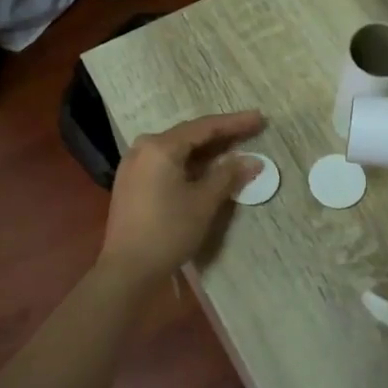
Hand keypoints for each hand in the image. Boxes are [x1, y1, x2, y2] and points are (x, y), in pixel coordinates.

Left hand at [98, 111, 263, 287]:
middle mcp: (143, 148)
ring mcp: (134, 165)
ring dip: (206, 150)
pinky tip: (207, 169)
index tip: (260, 118)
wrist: (127, 268)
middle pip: (189, 135)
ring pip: (177, 149)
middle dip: (221, 135)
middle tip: (251, 131)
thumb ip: (228, 175)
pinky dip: (190, 163)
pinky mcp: (132, 182)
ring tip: (234, 149)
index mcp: (160, 146)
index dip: (234, 123)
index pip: (204, 127)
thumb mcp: (204, 202)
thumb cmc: (168, 231)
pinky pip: (166, 162)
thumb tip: (253, 161)